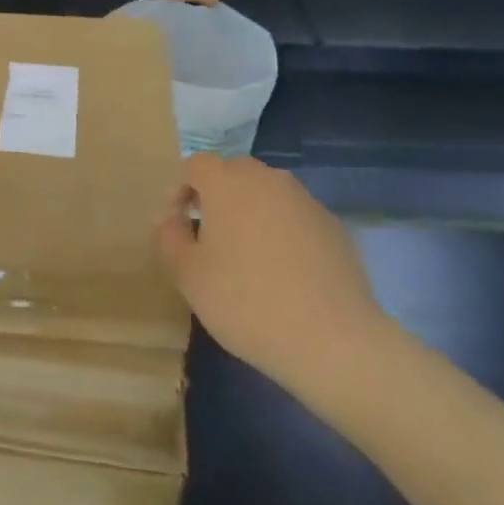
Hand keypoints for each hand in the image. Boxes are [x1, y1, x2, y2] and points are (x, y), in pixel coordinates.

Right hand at [155, 155, 395, 411]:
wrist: (332, 339)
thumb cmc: (245, 301)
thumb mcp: (187, 275)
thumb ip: (169, 238)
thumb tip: (171, 220)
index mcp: (228, 182)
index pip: (195, 165)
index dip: (180, 190)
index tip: (177, 225)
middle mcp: (267, 179)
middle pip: (233, 173)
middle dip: (216, 197)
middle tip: (208, 238)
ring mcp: (305, 200)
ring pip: (267, 194)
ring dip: (250, 213)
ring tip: (246, 256)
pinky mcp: (334, 226)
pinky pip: (295, 217)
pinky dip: (282, 232)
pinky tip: (283, 272)